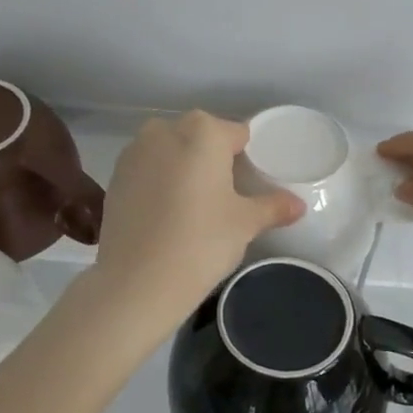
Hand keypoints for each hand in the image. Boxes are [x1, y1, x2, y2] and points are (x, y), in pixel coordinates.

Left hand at [88, 111, 303, 330]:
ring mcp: (134, 152)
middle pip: (199, 137)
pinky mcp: (114, 177)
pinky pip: (147, 169)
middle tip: (225, 195)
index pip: (236, 134)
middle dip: (212, 158)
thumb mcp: (245, 224)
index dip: (247, 157)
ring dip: (183, 167)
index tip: (250, 183)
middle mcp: (165, 130)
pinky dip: (159, 182)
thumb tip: (298, 205)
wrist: (137, 282)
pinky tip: (166, 214)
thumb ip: (273, 207)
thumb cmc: (201, 242)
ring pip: (170, 150)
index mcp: (203, 132)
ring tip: (194, 205)